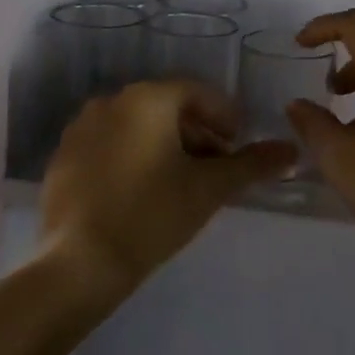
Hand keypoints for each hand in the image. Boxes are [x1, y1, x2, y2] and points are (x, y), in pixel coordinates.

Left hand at [41, 79, 296, 290]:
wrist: (79, 262)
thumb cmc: (152, 214)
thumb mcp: (209, 188)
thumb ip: (252, 164)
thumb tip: (291, 150)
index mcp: (148, 98)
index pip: (198, 92)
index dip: (224, 115)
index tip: (238, 144)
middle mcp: (111, 101)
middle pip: (167, 107)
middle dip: (196, 132)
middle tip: (215, 166)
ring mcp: (81, 128)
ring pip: (136, 125)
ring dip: (165, 144)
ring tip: (181, 181)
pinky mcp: (63, 156)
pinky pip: (109, 144)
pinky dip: (132, 156)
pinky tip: (141, 191)